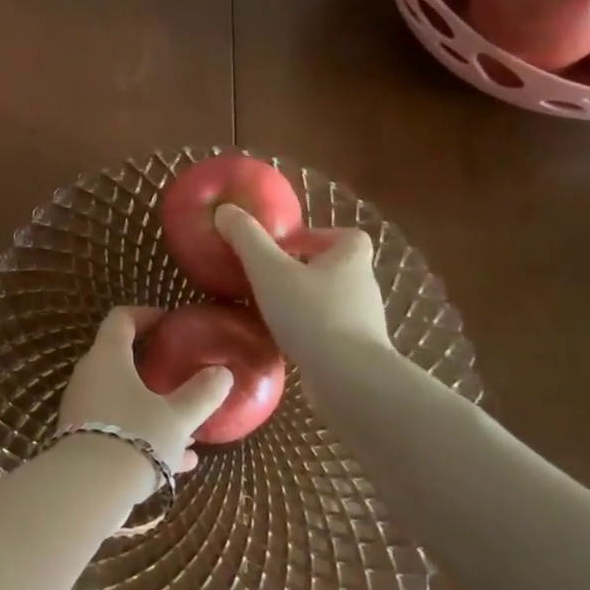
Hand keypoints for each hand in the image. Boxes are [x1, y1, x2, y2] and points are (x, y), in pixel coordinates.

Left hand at [57, 307, 233, 489]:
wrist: (87, 489)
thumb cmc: (135, 437)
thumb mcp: (177, 417)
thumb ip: (202, 394)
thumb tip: (223, 373)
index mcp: (108, 356)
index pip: (121, 319)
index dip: (145, 315)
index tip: (169, 323)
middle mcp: (90, 376)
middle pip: (120, 360)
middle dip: (153, 369)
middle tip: (180, 374)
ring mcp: (82, 408)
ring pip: (122, 399)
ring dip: (153, 409)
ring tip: (189, 428)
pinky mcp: (81, 439)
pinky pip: (117, 428)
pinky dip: (144, 436)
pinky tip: (179, 462)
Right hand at [213, 205, 392, 361]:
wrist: (349, 380)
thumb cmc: (311, 314)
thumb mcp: (269, 269)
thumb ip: (246, 238)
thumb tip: (224, 210)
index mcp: (351, 259)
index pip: (347, 236)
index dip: (318, 236)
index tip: (287, 247)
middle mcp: (363, 288)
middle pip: (337, 269)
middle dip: (305, 270)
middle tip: (270, 277)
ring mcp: (364, 324)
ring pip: (333, 302)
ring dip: (306, 302)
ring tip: (271, 310)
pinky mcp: (357, 354)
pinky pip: (330, 333)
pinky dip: (309, 332)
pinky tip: (283, 342)